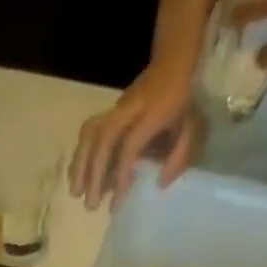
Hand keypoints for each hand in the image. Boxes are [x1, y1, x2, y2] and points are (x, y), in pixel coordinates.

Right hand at [70, 57, 203, 210]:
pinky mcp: (109, 110)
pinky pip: (89, 130)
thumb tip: (159, 184)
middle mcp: (130, 109)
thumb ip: (178, 157)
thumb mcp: (191, 127)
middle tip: (91, 204)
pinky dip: (80, 153)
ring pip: (91, 132)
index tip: (115, 203)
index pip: (130, 145)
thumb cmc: (183, 101)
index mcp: (152, 113)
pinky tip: (76, 174)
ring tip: (75, 192)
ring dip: (80, 164)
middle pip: (104, 139)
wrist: (172, 62)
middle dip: (94, 174)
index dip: (121, 175)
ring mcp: (117, 107)